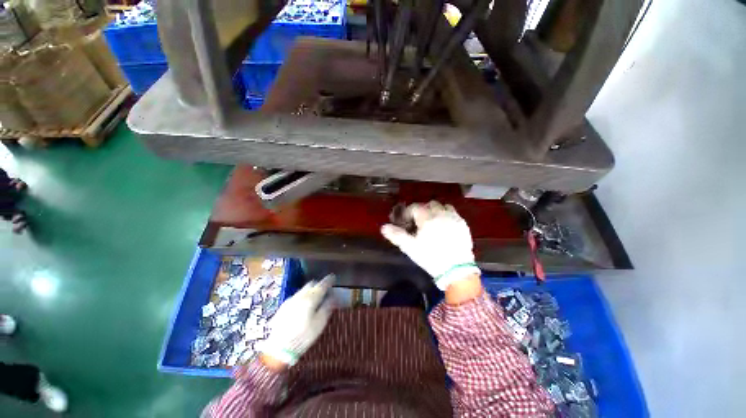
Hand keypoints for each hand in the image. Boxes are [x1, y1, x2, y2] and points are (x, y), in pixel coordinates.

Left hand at [259, 275, 334, 366]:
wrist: (279, 349)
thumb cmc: (303, 336)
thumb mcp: (320, 323)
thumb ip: (327, 307)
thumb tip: (333, 297)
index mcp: (311, 298)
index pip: (322, 285)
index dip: (329, 280)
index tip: (333, 278)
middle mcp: (300, 296)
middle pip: (311, 284)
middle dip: (319, 284)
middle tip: (325, 289)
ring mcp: (290, 300)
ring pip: (303, 289)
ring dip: (310, 290)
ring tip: (314, 298)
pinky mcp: (283, 306)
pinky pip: (296, 296)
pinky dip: (302, 297)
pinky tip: (302, 306)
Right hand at [381, 201, 480, 290]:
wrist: (456, 270)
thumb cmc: (430, 258)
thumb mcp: (410, 248)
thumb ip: (396, 235)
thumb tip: (383, 227)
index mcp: (427, 219)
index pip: (415, 207)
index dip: (408, 212)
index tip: (405, 220)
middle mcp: (441, 214)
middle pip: (429, 204)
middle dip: (422, 210)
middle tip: (418, 221)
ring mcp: (453, 218)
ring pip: (442, 206)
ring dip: (435, 210)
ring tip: (432, 221)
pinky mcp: (463, 224)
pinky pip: (453, 212)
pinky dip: (446, 215)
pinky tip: (444, 225)